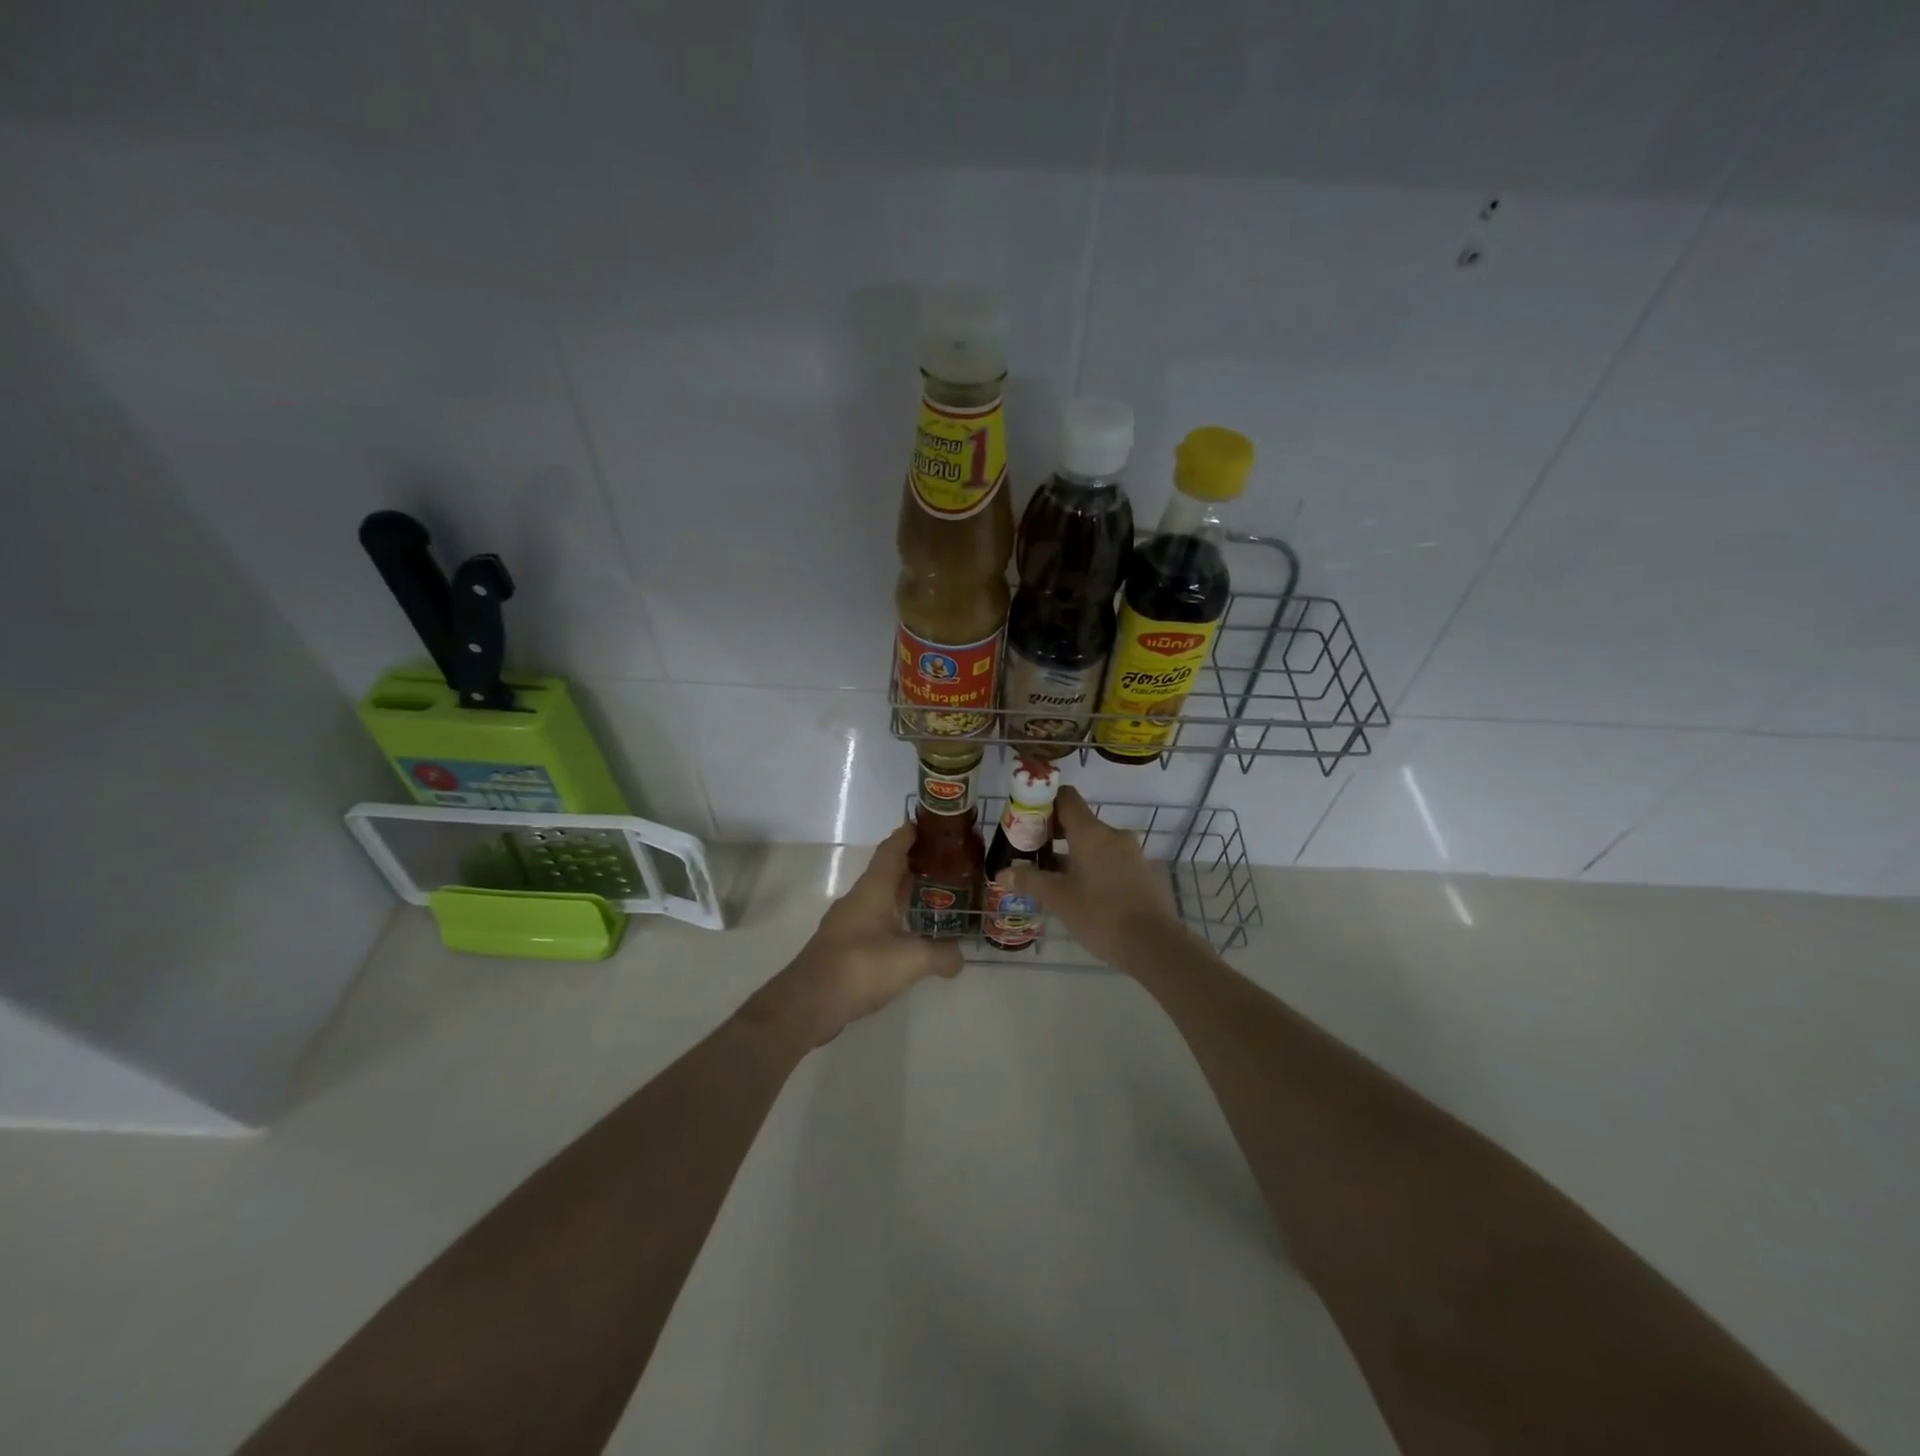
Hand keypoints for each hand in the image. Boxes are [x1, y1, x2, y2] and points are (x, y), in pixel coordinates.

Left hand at [747, 825, 963, 1045]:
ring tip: (932, 899)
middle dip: (913, 865)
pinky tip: (908, 937)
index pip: (891, 850)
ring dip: (902, 895)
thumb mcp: (911, 959)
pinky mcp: (843, 947)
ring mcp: (847, 923)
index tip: (928, 825)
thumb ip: (941, 954)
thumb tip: (960, 958)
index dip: (908, 835)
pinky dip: (893, 921)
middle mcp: (858, 899)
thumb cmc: (860, 966)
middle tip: (944, 864)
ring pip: (879, 899)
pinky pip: (873, 923)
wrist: (808, 1002)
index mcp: (873, 889)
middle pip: (887, 872)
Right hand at [992, 786, 1186, 971]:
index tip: (1027, 819)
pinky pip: (1110, 860)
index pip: (1066, 798)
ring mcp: (1131, 854)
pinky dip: (1092, 867)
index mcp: (1091, 832)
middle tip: (1031, 853)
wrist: (1155, 945)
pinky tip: (1080, 893)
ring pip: (1095, 844)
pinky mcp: (1142, 873)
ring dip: (1072, 854)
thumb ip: (1030, 881)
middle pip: (1079, 821)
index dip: (1044, 802)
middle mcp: (1113, 835)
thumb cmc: (1101, 914)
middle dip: (1054, 834)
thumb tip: (1002, 873)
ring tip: (1052, 878)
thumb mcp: (1059, 899)